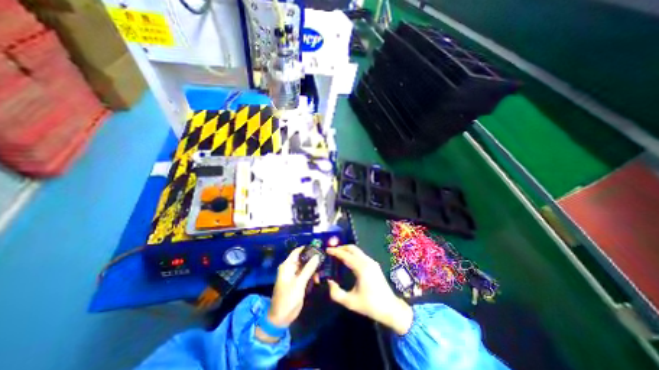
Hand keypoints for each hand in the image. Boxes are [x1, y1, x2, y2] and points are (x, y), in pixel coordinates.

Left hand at [265, 248, 321, 327]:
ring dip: (314, 269)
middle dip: (312, 259)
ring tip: (321, 273)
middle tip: (324, 260)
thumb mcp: (299, 283)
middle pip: (303, 258)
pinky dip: (312, 275)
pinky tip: (318, 279)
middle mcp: (290, 268)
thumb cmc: (288, 298)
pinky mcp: (298, 282)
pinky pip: (306, 274)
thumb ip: (308, 269)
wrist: (281, 318)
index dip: (307, 248)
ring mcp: (295, 275)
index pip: (297, 251)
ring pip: (306, 266)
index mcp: (287, 266)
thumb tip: (317, 256)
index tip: (318, 248)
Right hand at [325, 246, 410, 334]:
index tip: (327, 249)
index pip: (346, 255)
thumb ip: (336, 293)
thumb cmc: (370, 305)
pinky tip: (348, 261)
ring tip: (338, 255)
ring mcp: (372, 262)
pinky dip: (353, 254)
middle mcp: (367, 261)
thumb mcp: (350, 302)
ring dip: (347, 250)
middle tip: (332, 251)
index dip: (335, 251)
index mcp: (361, 268)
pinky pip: (361, 255)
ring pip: (357, 250)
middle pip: (352, 248)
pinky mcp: (374, 265)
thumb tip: (329, 282)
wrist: (390, 308)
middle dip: (341, 248)